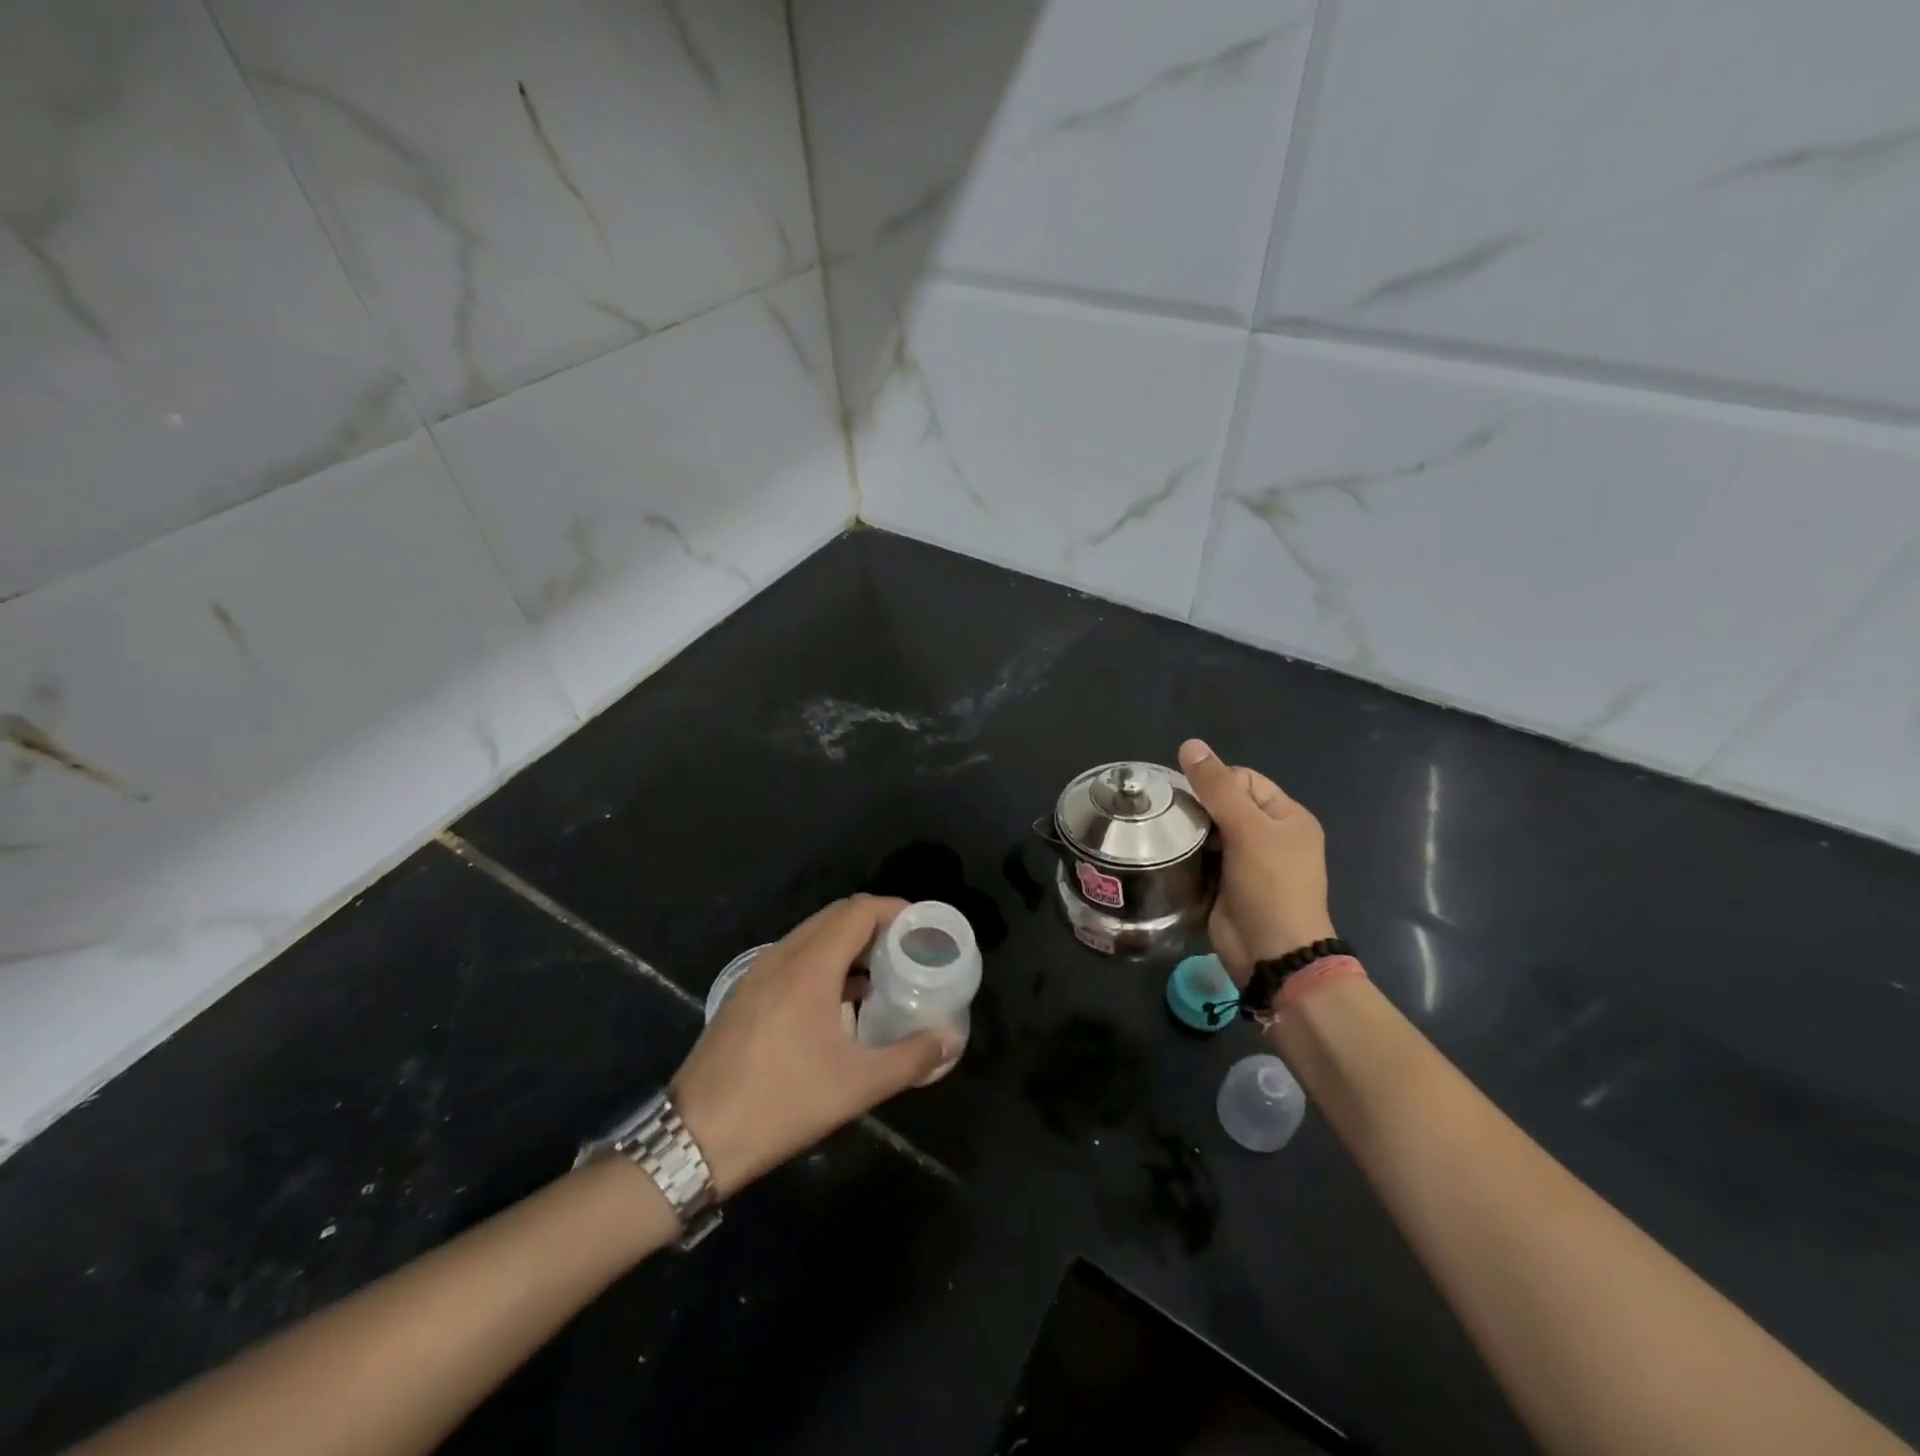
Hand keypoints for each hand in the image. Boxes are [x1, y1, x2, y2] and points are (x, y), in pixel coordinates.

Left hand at [670, 896, 956, 1196]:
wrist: (695, 1139)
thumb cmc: (782, 1103)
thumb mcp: (857, 1086)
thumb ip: (910, 1058)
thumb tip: (949, 1040)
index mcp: (809, 966)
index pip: (859, 911)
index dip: (895, 910)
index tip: (923, 928)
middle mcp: (782, 957)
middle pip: (836, 916)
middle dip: (875, 924)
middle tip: (908, 950)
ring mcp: (758, 973)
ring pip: (812, 936)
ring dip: (848, 943)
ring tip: (881, 973)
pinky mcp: (746, 994)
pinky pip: (794, 957)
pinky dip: (824, 961)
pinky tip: (841, 1000)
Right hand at [1178, 738, 1334, 984]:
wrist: (1272, 954)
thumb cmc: (1270, 886)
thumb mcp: (1248, 829)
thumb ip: (1217, 787)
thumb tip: (1189, 744)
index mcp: (1287, 816)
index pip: (1243, 779)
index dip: (1214, 781)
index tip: (1184, 794)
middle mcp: (1269, 835)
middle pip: (1224, 804)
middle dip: (1196, 806)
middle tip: (1165, 812)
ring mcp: (1247, 862)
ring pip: (1209, 831)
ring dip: (1188, 830)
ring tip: (1159, 831)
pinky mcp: (1225, 883)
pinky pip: (1201, 857)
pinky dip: (1186, 853)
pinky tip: (1165, 852)